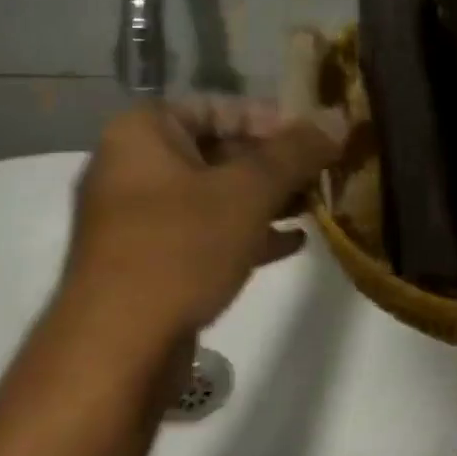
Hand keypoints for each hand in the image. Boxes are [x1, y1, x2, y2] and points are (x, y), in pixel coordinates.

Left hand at [63, 95, 347, 340]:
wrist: (117, 349)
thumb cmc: (180, 249)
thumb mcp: (248, 192)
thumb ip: (296, 151)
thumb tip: (339, 117)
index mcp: (144, 134)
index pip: (220, 107)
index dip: (274, 119)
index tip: (318, 139)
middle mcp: (135, 167)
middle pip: (220, 150)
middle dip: (276, 164)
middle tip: (324, 173)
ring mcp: (140, 218)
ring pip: (217, 195)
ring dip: (268, 199)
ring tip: (316, 206)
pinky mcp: (150, 261)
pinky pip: (206, 233)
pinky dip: (247, 232)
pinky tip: (292, 243)